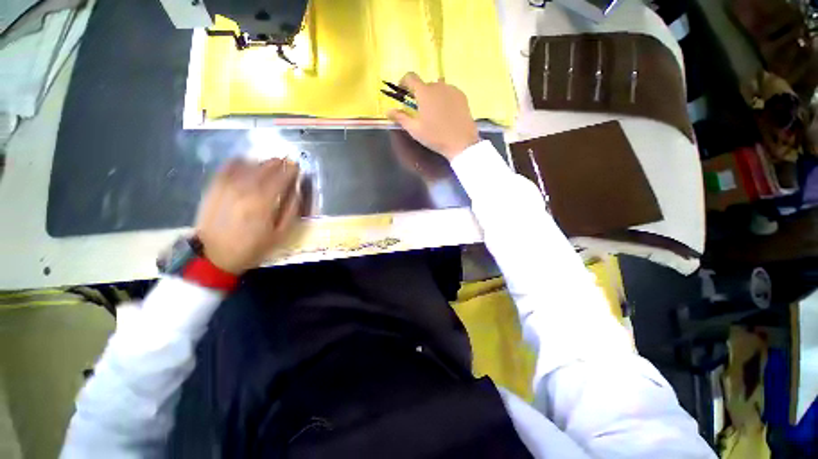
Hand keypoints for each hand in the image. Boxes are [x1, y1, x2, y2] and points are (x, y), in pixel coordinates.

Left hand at [195, 158, 300, 274]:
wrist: (214, 255)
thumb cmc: (253, 247)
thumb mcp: (280, 234)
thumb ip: (291, 210)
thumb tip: (296, 190)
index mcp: (263, 202)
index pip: (281, 177)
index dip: (291, 170)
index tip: (298, 167)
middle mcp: (245, 189)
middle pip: (265, 168)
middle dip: (278, 163)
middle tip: (286, 162)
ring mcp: (227, 186)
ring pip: (248, 165)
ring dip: (262, 162)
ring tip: (270, 164)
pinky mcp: (214, 187)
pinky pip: (228, 167)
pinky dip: (240, 162)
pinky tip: (247, 163)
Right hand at [387, 72, 480, 160]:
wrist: (461, 142)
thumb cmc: (435, 137)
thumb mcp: (415, 130)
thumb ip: (400, 118)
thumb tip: (387, 111)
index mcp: (424, 92)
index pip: (410, 77)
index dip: (404, 82)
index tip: (402, 92)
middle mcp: (438, 86)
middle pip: (425, 84)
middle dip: (419, 94)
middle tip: (419, 109)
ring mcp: (452, 89)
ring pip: (438, 88)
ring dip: (432, 96)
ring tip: (434, 112)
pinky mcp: (462, 96)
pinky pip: (449, 92)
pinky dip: (444, 98)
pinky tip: (446, 113)